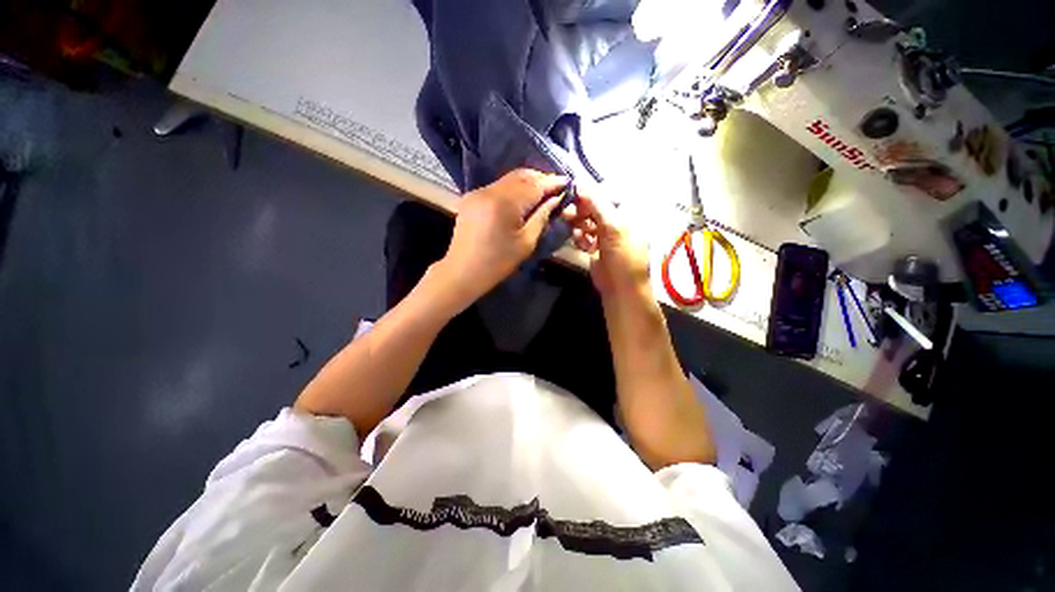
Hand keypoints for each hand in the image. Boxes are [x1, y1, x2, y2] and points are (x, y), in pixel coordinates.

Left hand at [435, 169, 568, 308]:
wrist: (463, 271)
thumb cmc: (498, 262)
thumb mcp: (526, 242)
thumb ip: (542, 216)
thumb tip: (555, 199)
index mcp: (505, 203)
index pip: (534, 184)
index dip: (552, 182)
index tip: (567, 182)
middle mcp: (490, 190)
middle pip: (521, 176)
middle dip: (541, 178)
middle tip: (556, 187)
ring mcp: (478, 191)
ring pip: (509, 179)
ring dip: (527, 182)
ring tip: (542, 191)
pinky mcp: (472, 197)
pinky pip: (498, 186)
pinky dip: (513, 189)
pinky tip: (521, 198)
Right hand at [561, 192, 650, 300]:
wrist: (621, 288)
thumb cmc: (623, 255)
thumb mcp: (613, 227)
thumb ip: (596, 204)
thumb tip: (578, 182)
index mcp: (629, 211)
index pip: (607, 192)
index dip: (590, 193)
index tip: (573, 194)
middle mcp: (618, 219)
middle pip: (595, 207)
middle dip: (581, 210)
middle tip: (567, 213)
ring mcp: (607, 234)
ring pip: (588, 221)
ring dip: (579, 224)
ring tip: (572, 228)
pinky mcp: (597, 246)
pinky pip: (584, 235)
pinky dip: (580, 237)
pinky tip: (580, 243)